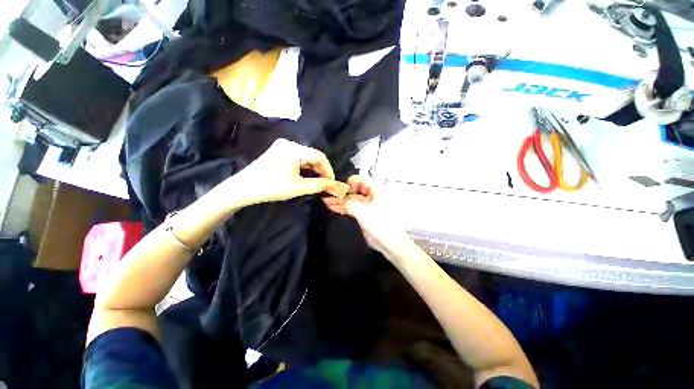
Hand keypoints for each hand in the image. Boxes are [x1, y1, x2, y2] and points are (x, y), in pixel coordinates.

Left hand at [230, 139, 336, 205]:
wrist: (244, 188)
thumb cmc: (273, 187)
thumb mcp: (299, 187)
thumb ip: (319, 184)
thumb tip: (333, 184)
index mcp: (295, 149)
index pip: (320, 156)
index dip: (328, 169)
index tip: (332, 182)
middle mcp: (289, 143)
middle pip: (312, 155)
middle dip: (321, 169)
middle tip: (325, 183)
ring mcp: (282, 146)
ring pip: (305, 156)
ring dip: (312, 168)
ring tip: (317, 181)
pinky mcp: (277, 151)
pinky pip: (297, 157)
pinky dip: (303, 166)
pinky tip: (305, 175)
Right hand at [323, 175, 410, 259]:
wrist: (390, 243)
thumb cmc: (381, 224)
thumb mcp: (363, 212)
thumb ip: (350, 204)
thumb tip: (343, 201)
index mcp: (377, 191)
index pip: (363, 180)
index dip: (352, 182)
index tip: (343, 189)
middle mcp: (373, 196)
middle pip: (355, 191)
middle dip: (342, 193)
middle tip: (330, 195)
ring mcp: (368, 206)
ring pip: (353, 200)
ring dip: (341, 201)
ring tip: (327, 202)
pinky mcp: (365, 215)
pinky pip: (353, 208)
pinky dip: (344, 208)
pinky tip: (333, 208)